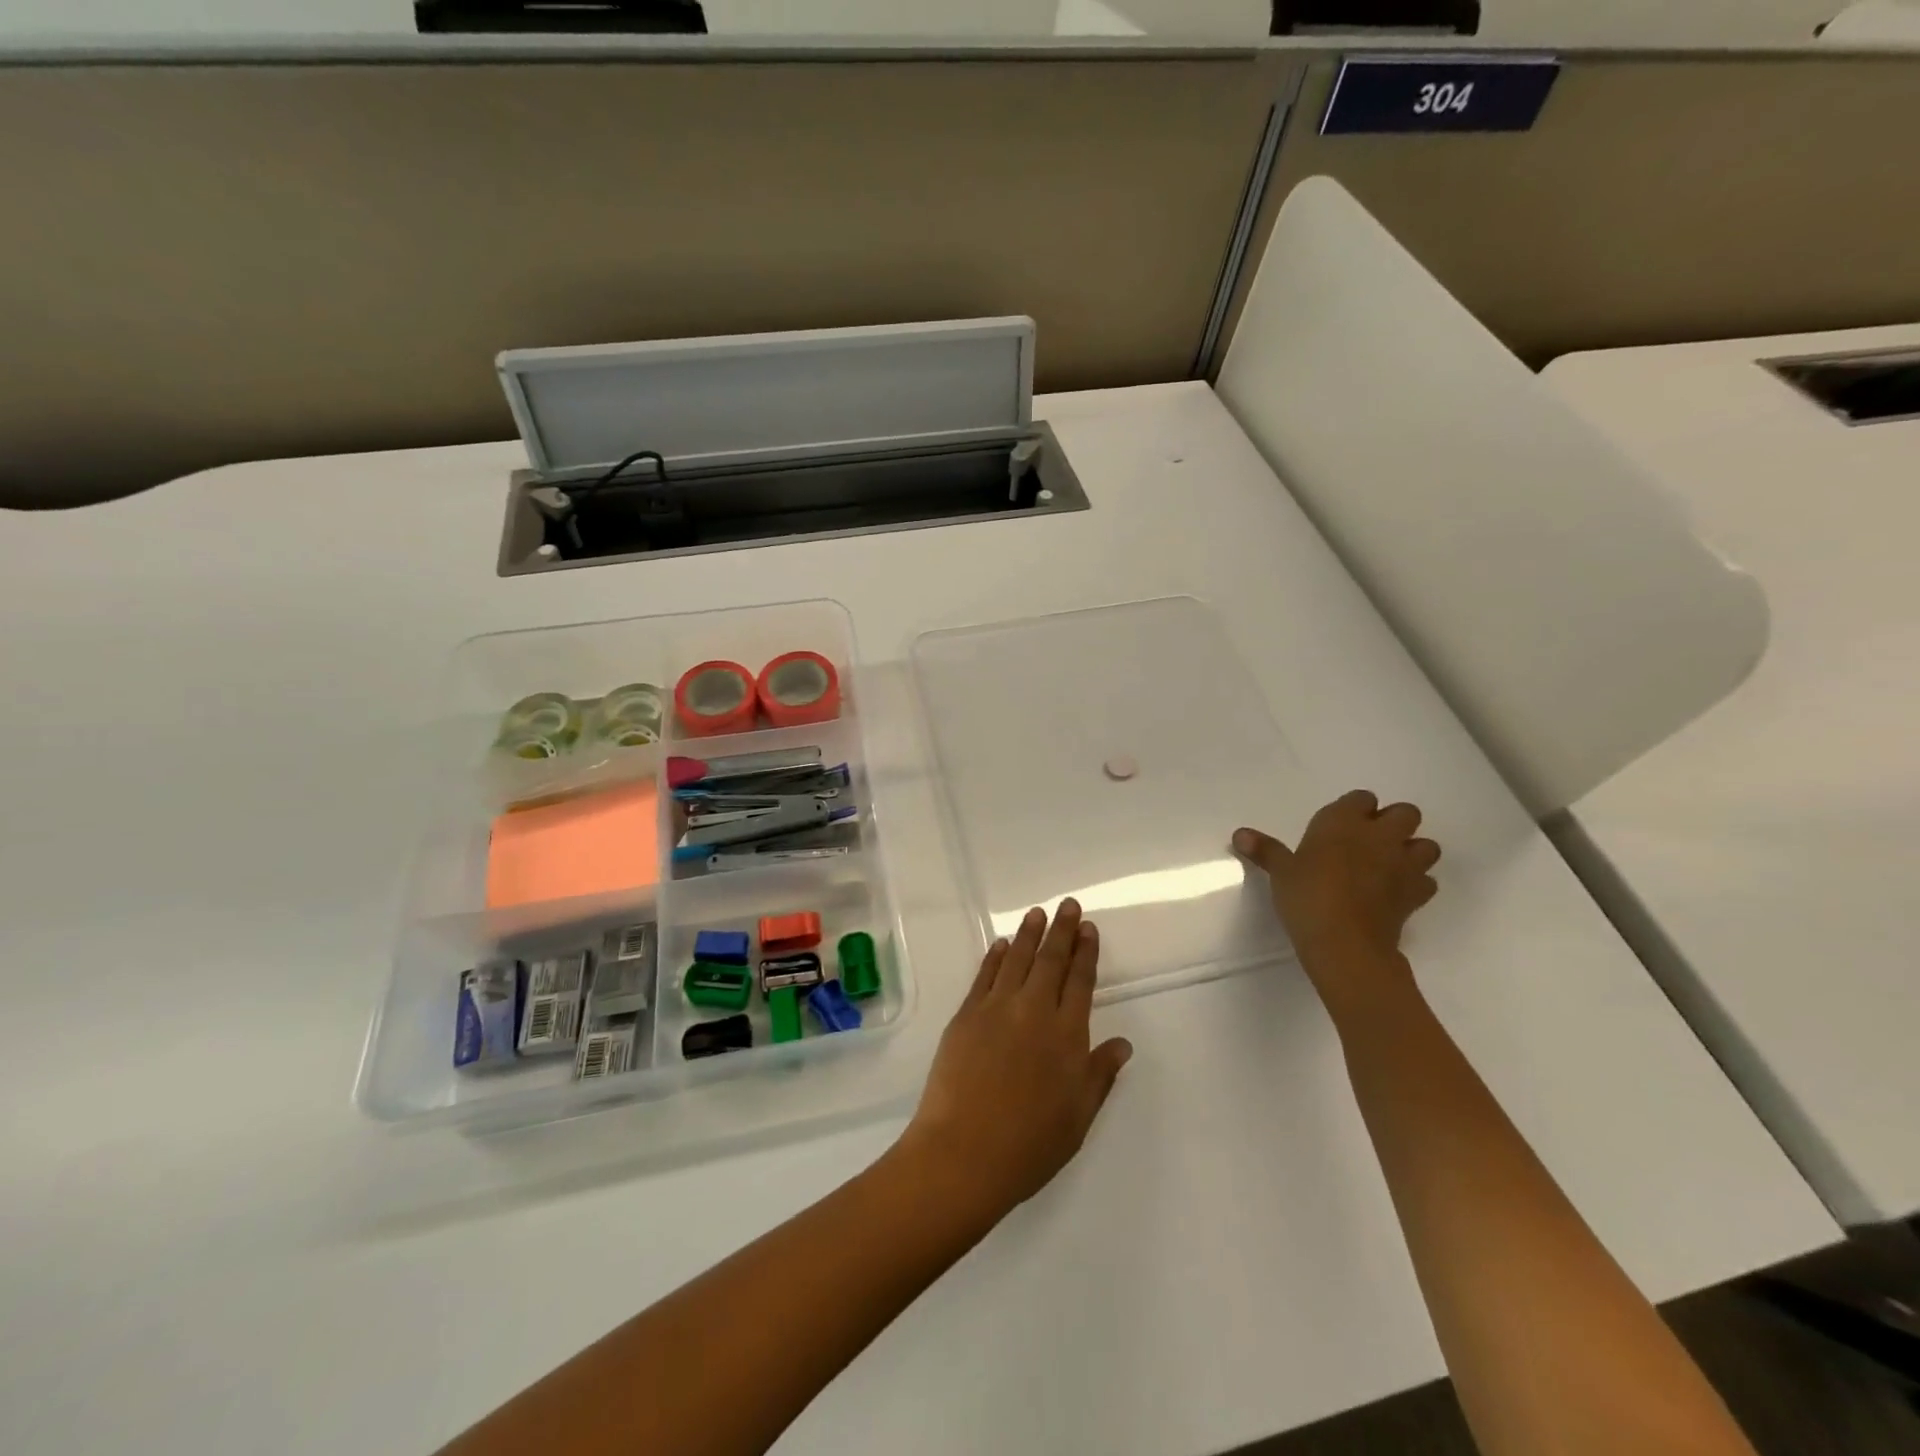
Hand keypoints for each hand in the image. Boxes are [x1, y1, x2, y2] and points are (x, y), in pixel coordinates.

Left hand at [895, 899, 1132, 1226]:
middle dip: (1061, 931)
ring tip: (1037, 913)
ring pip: (1017, 960)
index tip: (1088, 928)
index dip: (1085, 952)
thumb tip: (1123, 1043)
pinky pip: (985, 975)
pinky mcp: (966, 1015)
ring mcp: (996, 1009)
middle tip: (1067, 905)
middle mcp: (1034, 1011)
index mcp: (1067, 1035)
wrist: (964, 1153)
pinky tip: (1002, 944)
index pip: (1080, 981)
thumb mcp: (1078, 1117)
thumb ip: (1100, 1074)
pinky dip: (996, 957)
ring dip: (1029, 934)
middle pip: (1051, 961)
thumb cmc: (1029, 1144)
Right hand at [1234, 790, 1440, 993]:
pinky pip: (1427, 881)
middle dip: (1394, 822)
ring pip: (1427, 845)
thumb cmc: (1307, 896)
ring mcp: (1404, 864)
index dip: (1355, 809)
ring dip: (1413, 850)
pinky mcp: (1417, 894)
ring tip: (1391, 864)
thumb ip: (1265, 850)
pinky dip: (1417, 884)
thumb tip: (1239, 834)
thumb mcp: (1281, 871)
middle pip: (1406, 813)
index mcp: (1344, 821)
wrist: (1345, 943)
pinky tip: (1397, 893)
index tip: (1340, 825)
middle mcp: (1380, 835)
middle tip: (1369, 841)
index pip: (1362, 798)